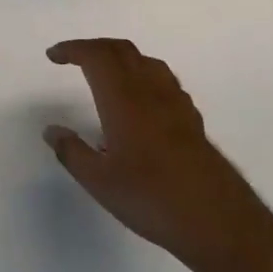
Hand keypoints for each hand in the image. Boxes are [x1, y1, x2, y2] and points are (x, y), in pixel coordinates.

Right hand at [43, 39, 272, 271]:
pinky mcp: (193, 121)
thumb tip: (52, 130)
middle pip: (122, 50)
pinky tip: (139, 102)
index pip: (96, 56)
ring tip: (104, 75)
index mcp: (124, 100)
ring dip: (120, 58)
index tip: (53, 56)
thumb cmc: (152, 198)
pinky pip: (164, 82)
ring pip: (146, 62)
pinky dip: (142, 76)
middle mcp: (151, 92)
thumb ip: (71, 152)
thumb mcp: (99, 181)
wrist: (220, 223)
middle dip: (94, 47)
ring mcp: (177, 105)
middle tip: (73, 58)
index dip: (73, 49)